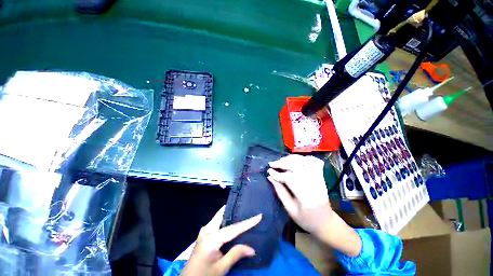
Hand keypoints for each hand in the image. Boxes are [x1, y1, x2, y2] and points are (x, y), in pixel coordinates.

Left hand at [181, 206, 261, 275]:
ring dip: (232, 216)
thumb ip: (236, 254)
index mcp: (211, 238)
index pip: (233, 228)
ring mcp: (205, 230)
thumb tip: (252, 249)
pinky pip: (218, 222)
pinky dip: (227, 222)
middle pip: (223, 213)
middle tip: (249, 210)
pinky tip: (234, 225)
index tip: (259, 215)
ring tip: (244, 215)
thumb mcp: (221, 268)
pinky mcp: (205, 233)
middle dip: (236, 211)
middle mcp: (207, 229)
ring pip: (221, 216)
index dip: (247, 222)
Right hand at [267, 155, 332, 235]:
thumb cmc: (306, 219)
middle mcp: (314, 184)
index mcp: (306, 197)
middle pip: (297, 167)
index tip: (269, 171)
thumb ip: (280, 191)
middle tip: (272, 164)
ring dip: (290, 159)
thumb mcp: (290, 209)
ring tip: (280, 161)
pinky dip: (300, 158)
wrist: (326, 221)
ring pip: (303, 162)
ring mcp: (319, 178)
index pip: (290, 179)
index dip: (278, 174)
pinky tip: (292, 160)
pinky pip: (310, 161)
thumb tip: (270, 177)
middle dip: (282, 163)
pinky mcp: (320, 175)